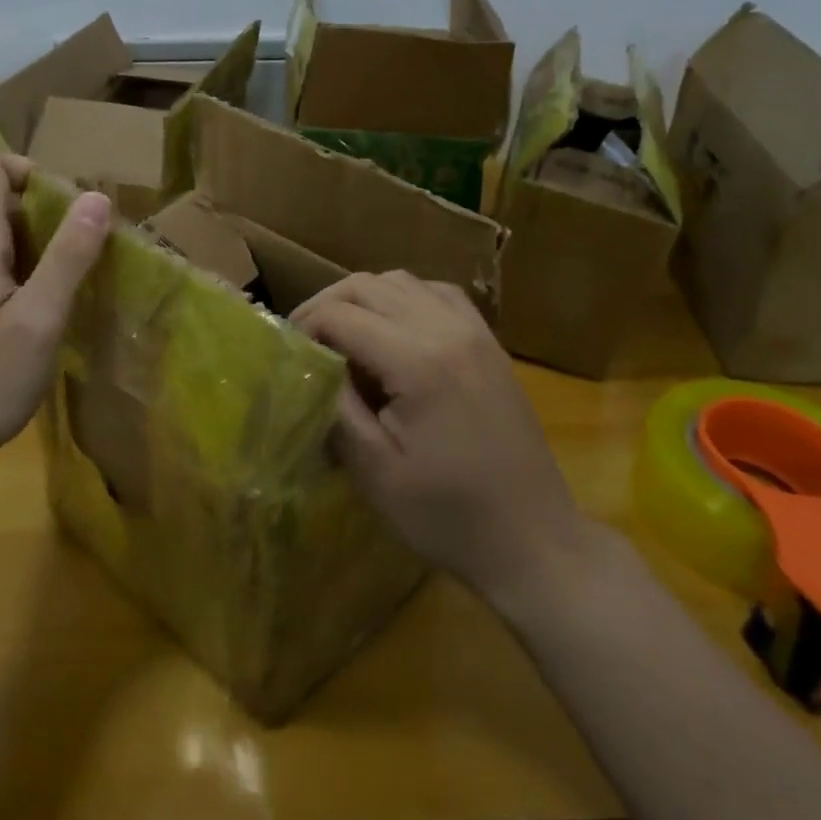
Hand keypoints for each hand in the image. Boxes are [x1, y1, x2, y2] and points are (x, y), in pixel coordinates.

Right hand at [291, 272, 598, 607]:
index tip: (287, 353)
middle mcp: (446, 329)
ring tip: (343, 332)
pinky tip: (393, 329)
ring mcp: (474, 330)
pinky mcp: (489, 341)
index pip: (341, 315)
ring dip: (363, 297)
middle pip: (368, 285)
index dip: (304, 326)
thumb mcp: (376, 473)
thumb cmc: (448, 516)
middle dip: (326, 304)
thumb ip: (335, 409)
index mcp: (418, 361)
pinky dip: (404, 297)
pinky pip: (437, 293)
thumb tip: (308, 365)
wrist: (533, 539)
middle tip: (304, 338)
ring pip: (402, 280)